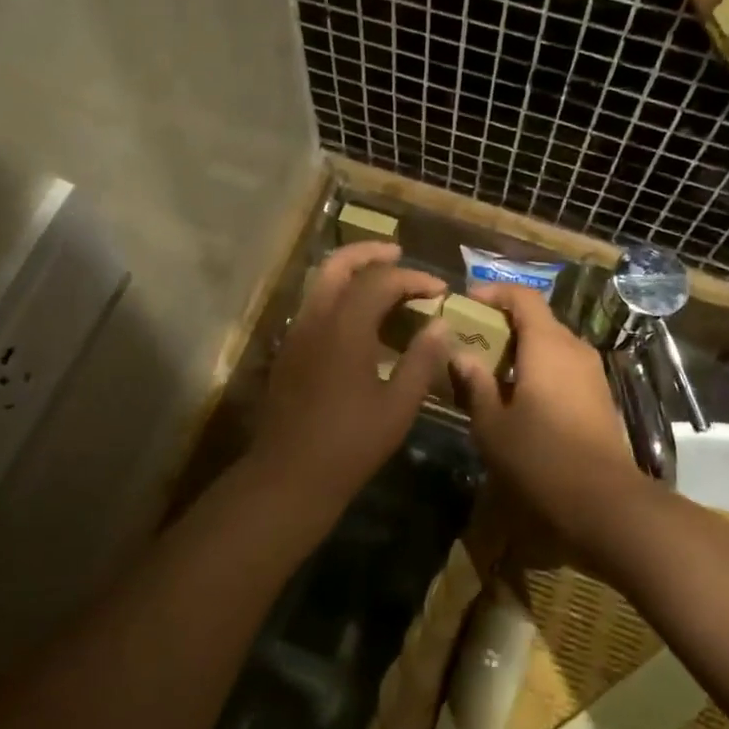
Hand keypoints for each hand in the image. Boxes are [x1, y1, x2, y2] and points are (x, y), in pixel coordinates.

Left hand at [247, 241, 448, 517]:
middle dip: (370, 253)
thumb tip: (440, 325)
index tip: (440, 290)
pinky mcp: (289, 350)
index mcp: (345, 328)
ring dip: (352, 272)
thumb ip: (421, 360)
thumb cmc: (350, 444)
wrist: (288, 475)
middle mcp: (316, 320)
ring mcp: (296, 333)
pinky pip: (315, 306)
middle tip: (399, 254)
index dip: (413, 279)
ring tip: (384, 282)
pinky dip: (339, 296)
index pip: (381, 281)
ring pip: (321, 283)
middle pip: (338, 264)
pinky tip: (360, 319)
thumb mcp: (398, 406)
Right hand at [448, 284, 647, 551]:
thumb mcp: (492, 425)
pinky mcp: (599, 397)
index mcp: (547, 344)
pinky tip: (518, 397)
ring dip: (520, 349)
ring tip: (489, 371)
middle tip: (471, 341)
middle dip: (503, 324)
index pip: (523, 297)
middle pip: (537, 319)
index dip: (494, 293)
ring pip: (551, 345)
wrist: (604, 503)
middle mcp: (573, 348)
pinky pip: (563, 367)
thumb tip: (461, 355)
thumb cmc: (540, 458)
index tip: (467, 303)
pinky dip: (538, 368)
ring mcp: (591, 373)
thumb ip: (475, 384)